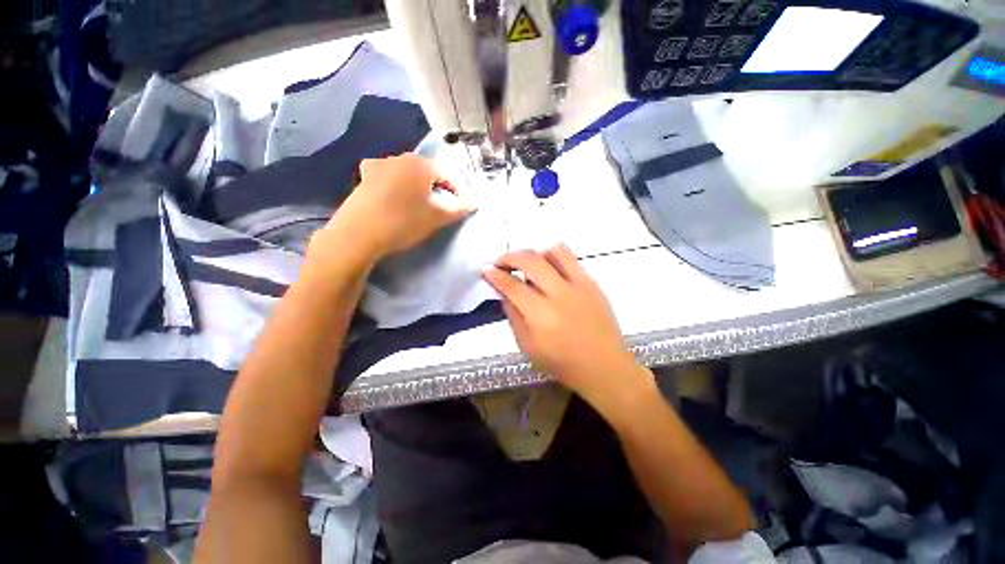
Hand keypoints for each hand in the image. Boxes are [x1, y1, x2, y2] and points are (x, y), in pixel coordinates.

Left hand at [317, 153, 473, 262]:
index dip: (458, 191)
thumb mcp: (438, 217)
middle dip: (438, 189)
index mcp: (420, 163)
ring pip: (407, 175)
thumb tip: (471, 203)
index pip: (448, 175)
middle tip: (443, 208)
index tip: (462, 207)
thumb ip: (459, 208)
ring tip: (420, 205)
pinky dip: (396, 185)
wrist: (359, 233)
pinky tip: (395, 197)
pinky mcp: (364, 178)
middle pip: (427, 173)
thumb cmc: (404, 222)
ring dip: (418, 188)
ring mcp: (378, 166)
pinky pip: (387, 178)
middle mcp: (399, 158)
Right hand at [483, 245, 654, 416]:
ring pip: (553, 251)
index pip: (512, 286)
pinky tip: (549, 271)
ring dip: (534, 254)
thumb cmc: (564, 364)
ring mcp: (579, 285)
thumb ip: (514, 317)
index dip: (495, 275)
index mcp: (541, 316)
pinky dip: (553, 258)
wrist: (606, 367)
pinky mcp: (592, 282)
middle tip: (501, 262)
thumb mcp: (529, 347)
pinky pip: (570, 258)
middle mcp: (559, 294)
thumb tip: (504, 293)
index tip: (486, 270)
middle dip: (509, 256)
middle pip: (530, 260)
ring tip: (528, 266)